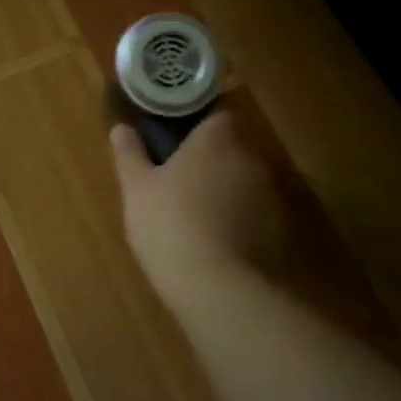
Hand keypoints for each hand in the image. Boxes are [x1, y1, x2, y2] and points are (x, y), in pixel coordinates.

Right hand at [109, 111, 288, 305]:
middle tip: (181, 176)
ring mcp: (269, 193)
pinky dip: (240, 218)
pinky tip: (217, 240)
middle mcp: (250, 156)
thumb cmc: (170, 224)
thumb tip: (121, 128)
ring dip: (226, 188)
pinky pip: (255, 211)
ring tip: (197, 212)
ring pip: (244, 179)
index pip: (218, 112)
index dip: (200, 122)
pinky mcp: (279, 227)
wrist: (218, 287)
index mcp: (216, 138)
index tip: (179, 136)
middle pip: (232, 146)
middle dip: (211, 157)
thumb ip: (130, 154)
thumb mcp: (137, 189)